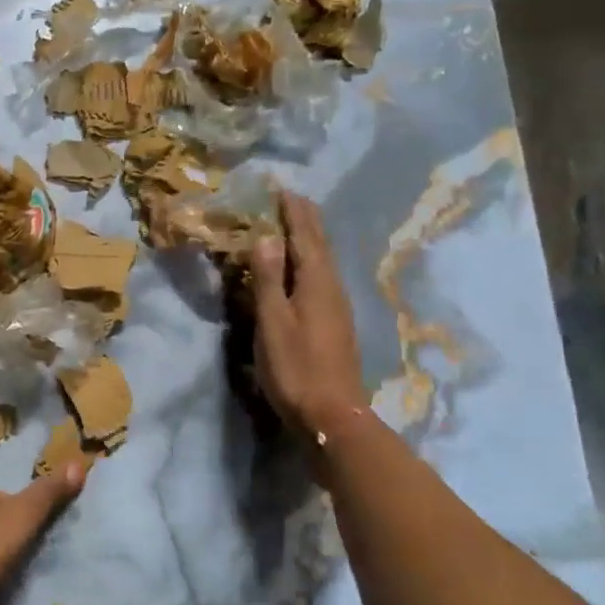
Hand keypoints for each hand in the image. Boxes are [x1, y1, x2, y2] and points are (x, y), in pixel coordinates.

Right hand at [251, 192, 368, 458]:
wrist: (333, 416)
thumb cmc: (296, 368)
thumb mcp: (273, 322)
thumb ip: (268, 278)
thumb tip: (266, 237)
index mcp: (316, 282)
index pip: (305, 236)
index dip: (293, 212)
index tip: (282, 189)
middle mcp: (332, 287)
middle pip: (319, 245)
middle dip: (305, 220)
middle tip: (290, 199)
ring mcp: (337, 306)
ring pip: (323, 261)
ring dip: (309, 239)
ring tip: (296, 224)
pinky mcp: (336, 323)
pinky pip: (322, 277)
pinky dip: (310, 261)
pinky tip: (304, 269)